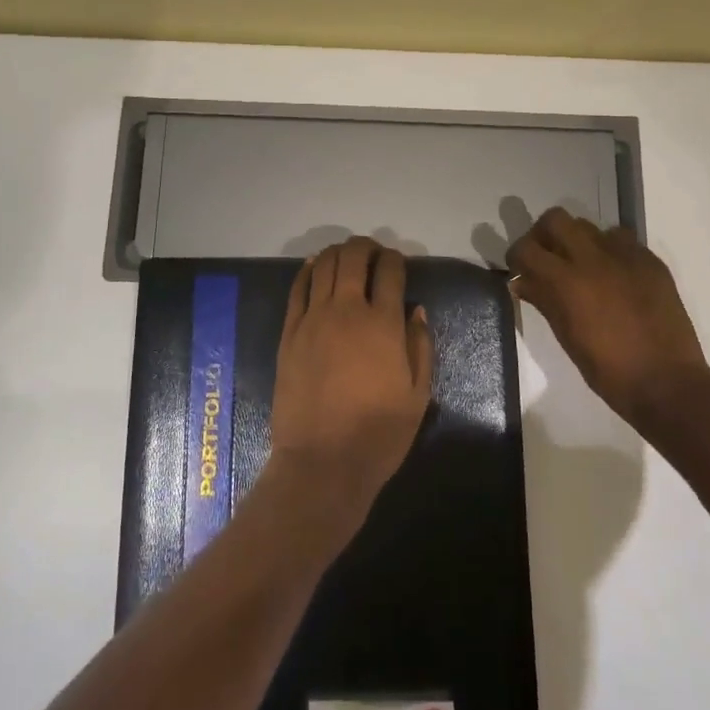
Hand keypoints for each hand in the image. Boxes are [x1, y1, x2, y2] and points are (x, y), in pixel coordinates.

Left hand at [265, 238, 434, 540]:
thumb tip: (415, 310)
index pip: (391, 271)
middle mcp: (347, 310)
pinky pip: (298, 288)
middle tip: (373, 253)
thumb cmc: (379, 434)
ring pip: (325, 265)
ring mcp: (314, 318)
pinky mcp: (290, 332)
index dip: (396, 259)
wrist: (322, 463)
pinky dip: (308, 270)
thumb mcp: (417, 395)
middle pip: (354, 257)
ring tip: (347, 257)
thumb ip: (420, 347)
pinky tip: (315, 267)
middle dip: (367, 247)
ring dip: (338, 253)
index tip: (398, 262)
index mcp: (383, 324)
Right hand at [507, 207, 709, 429]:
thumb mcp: (566, 337)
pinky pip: (622, 240)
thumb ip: (543, 300)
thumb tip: (521, 281)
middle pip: (556, 219)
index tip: (520, 269)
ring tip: (584, 267)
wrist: (667, 383)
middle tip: (548, 258)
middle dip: (545, 234)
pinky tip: (615, 276)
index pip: (527, 248)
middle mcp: (593, 258)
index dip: (518, 256)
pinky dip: (610, 251)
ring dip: (579, 241)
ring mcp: (625, 256)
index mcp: (566, 281)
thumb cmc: (608, 370)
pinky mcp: (651, 261)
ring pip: (590, 226)